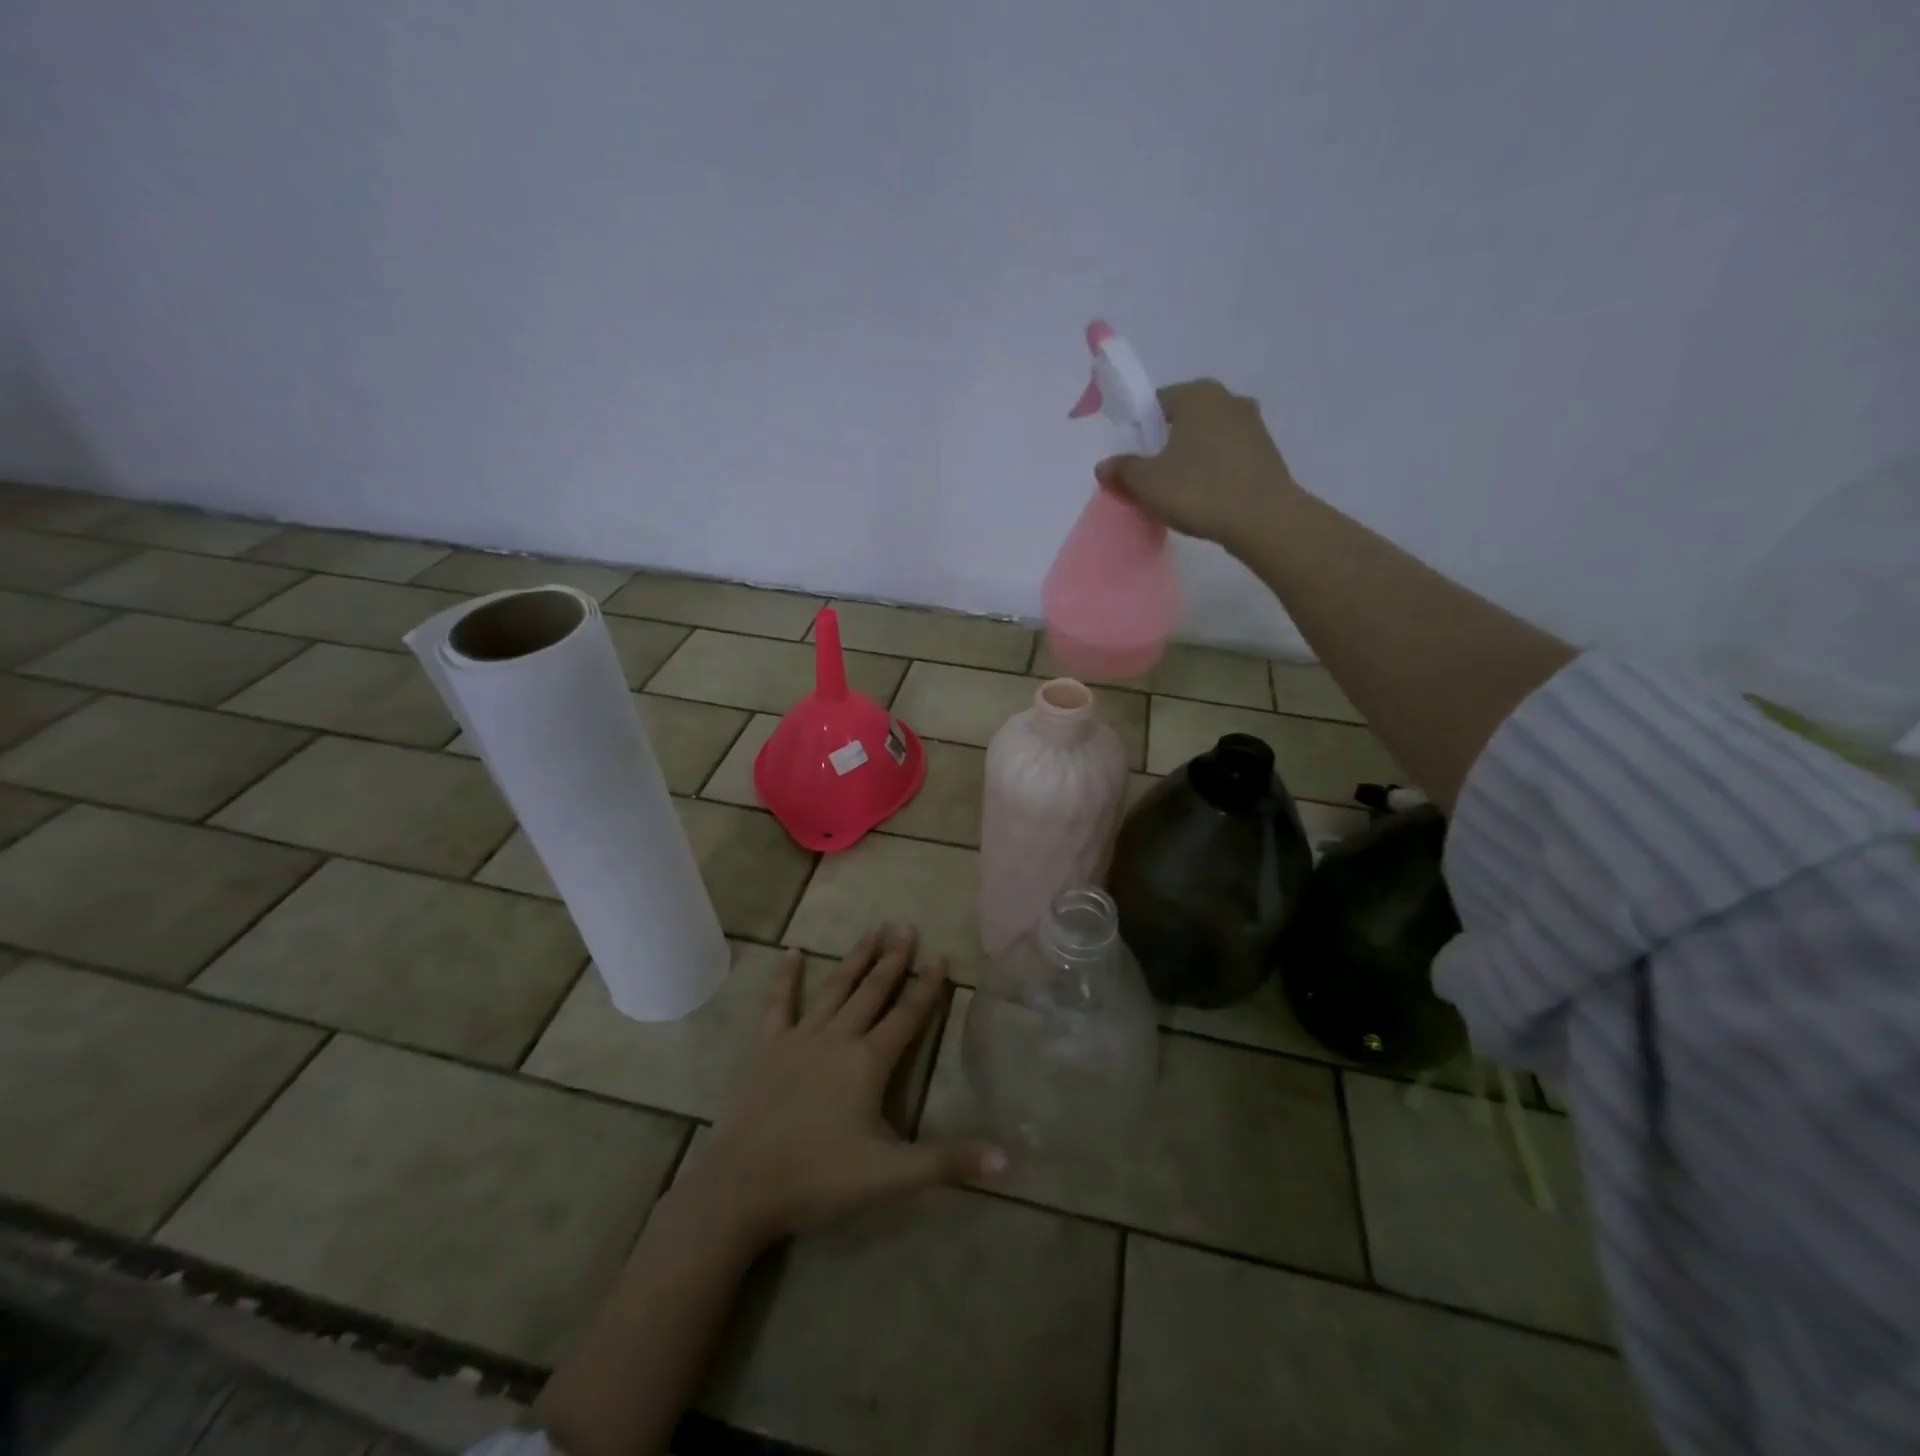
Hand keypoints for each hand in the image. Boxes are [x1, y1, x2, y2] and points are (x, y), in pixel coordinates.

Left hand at [676, 926, 1004, 1254]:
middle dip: (893, 958)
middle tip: (906, 925)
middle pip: (872, 990)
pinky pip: (780, 1003)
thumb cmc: (819, 1178)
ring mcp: (799, 1037)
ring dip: (856, 958)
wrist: (741, 1187)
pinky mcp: (767, 1046)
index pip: (907, 1015)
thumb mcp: (891, 1175)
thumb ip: (947, 1162)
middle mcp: (837, 1037)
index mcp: (868, 1061)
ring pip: (835, 988)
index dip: (927, 986)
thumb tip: (1008, 1160)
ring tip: (872, 929)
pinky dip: (787, 976)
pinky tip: (793, 951)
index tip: (941, 956)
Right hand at [1096, 378, 1299, 552]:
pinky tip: (1205, 496)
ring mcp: (1252, 424)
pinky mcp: (1267, 451)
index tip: (1132, 460)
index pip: (1156, 403)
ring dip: (1191, 457)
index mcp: (1196, 394)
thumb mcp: (1147, 483)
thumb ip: (1122, 470)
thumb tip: (1104, 466)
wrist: (1263, 519)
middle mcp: (1228, 398)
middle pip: (1183, 419)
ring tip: (1178, 491)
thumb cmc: (1198, 490)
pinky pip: (1227, 455)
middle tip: (1152, 477)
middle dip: (1165, 444)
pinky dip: (1213, 470)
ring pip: (1207, 437)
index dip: (1138, 430)